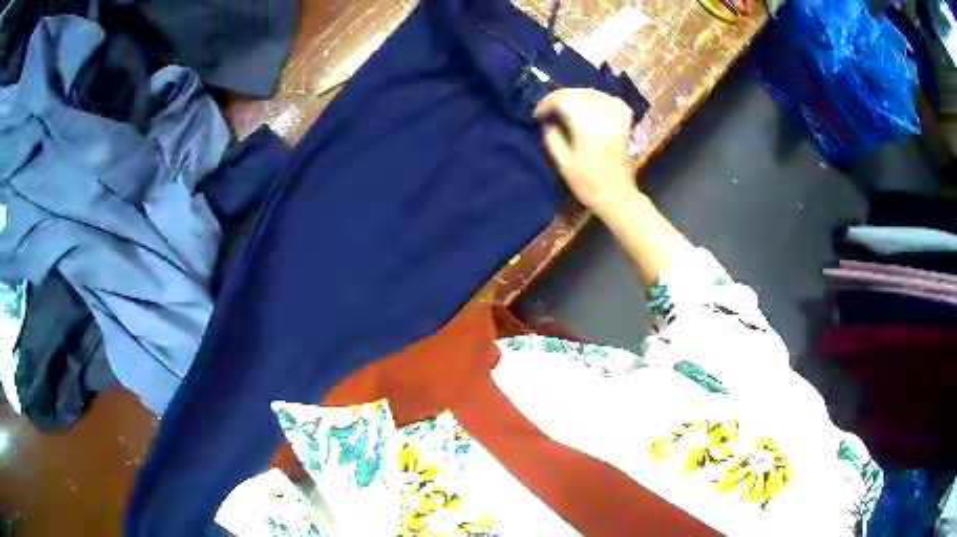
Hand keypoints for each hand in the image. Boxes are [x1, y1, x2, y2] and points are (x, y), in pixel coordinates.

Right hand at [533, 88, 638, 215]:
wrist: (617, 197)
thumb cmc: (588, 185)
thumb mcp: (564, 166)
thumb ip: (553, 141)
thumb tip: (548, 123)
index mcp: (586, 132)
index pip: (566, 102)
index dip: (549, 102)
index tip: (539, 113)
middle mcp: (603, 123)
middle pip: (582, 94)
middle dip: (562, 95)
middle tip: (551, 106)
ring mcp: (617, 124)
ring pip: (598, 96)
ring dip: (581, 94)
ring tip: (569, 103)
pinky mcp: (625, 127)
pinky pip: (617, 104)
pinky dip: (605, 99)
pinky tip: (596, 103)